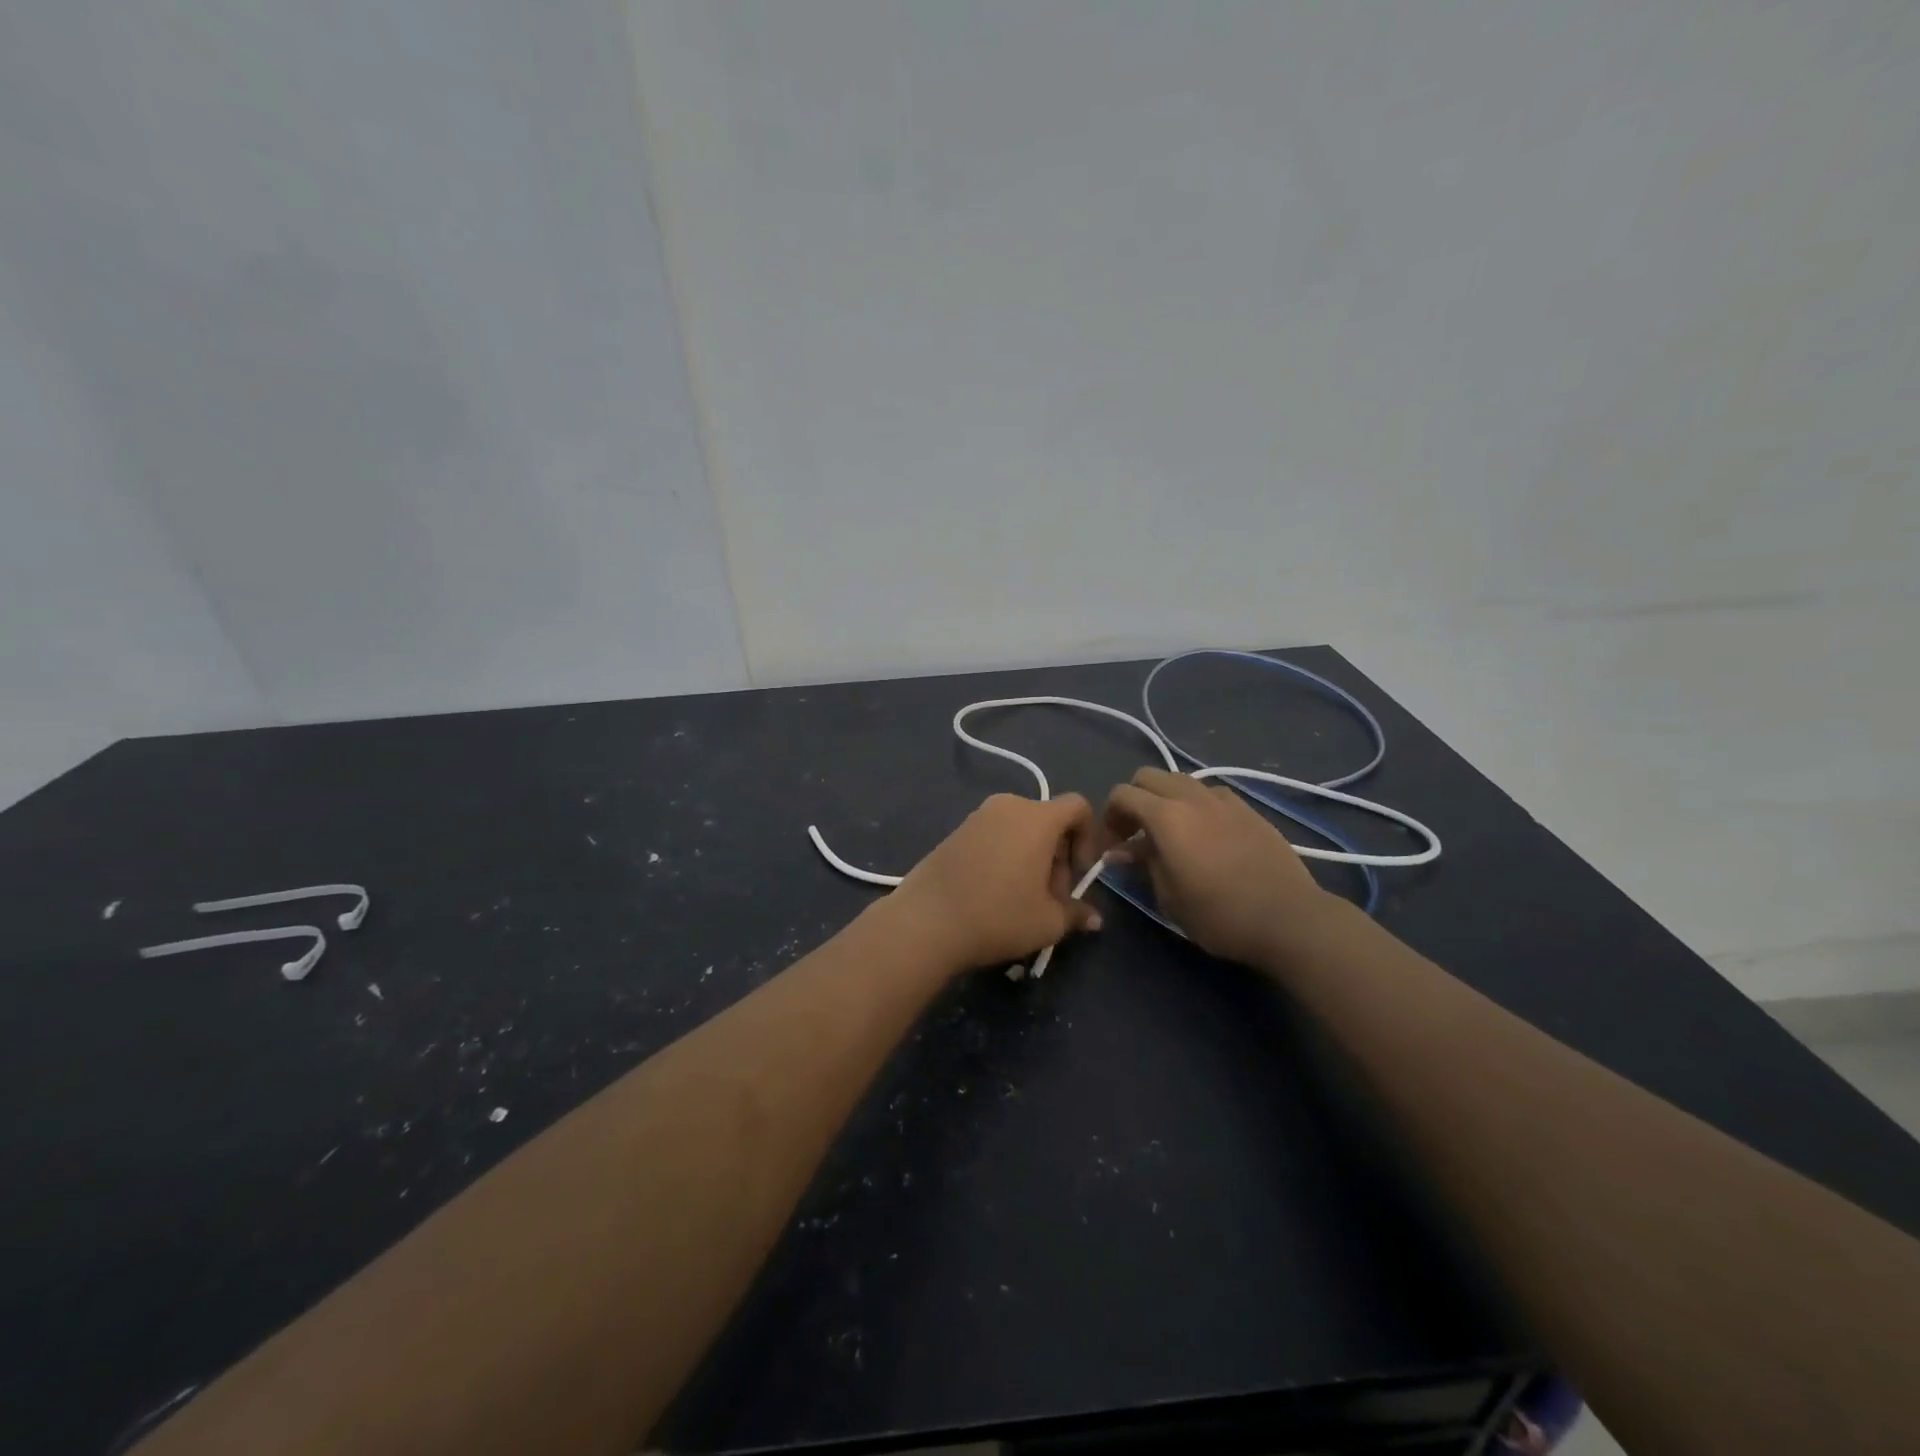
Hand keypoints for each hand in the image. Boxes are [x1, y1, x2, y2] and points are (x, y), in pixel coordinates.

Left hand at [891, 793, 1103, 969]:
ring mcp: (977, 816)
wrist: (926, 921)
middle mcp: (1008, 806)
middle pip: (1048, 820)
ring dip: (1031, 858)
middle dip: (1058, 856)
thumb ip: (1075, 914)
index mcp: (1037, 818)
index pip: (1078, 807)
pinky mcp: (955, 831)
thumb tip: (1094, 919)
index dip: (1088, 838)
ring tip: (1022, 899)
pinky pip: (994, 835)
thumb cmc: (998, 916)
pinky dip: (1005, 856)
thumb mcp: (1047, 922)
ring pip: (1020, 830)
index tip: (1078, 874)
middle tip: (1051, 898)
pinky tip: (993, 893)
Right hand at [1103, 768, 1326, 965]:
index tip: (1113, 844)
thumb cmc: (1219, 914)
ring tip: (1170, 832)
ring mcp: (1223, 799)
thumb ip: (1143, 863)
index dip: (1109, 816)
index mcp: (1166, 815)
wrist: (1288, 918)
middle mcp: (1192, 797)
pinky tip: (1204, 834)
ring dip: (1165, 798)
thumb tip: (1119, 851)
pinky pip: (1210, 793)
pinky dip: (1195, 804)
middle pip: (1149, 776)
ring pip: (1180, 780)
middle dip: (1134, 799)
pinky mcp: (1248, 809)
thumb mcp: (1169, 896)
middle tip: (1135, 832)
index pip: (1122, 794)